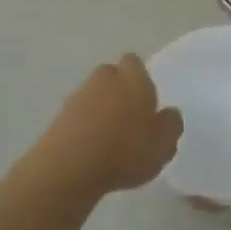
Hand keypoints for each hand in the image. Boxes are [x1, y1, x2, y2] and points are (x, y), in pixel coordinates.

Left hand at [32, 55, 182, 196]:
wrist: (69, 167)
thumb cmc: (125, 150)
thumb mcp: (164, 144)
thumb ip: (171, 124)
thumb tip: (168, 113)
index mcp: (134, 79)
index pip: (134, 63)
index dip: (140, 78)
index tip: (146, 101)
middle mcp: (104, 80)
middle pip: (111, 75)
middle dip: (119, 90)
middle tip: (130, 118)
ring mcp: (78, 97)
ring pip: (94, 95)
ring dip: (100, 109)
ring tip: (109, 139)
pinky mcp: (59, 117)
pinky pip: (78, 115)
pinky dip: (85, 126)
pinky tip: (91, 150)